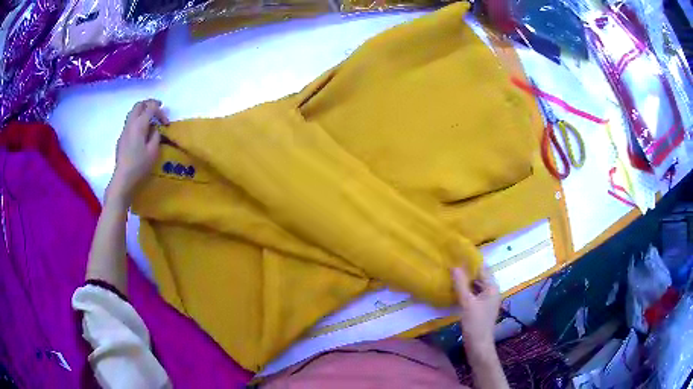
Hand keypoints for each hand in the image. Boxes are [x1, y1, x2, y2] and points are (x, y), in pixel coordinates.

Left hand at [109, 99, 168, 203]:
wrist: (123, 179)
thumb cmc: (139, 166)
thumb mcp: (153, 151)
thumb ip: (156, 136)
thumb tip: (154, 129)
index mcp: (139, 125)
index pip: (151, 108)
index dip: (160, 111)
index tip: (166, 122)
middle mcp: (130, 124)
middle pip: (139, 105)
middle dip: (149, 104)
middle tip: (158, 108)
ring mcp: (124, 131)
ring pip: (132, 113)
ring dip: (142, 112)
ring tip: (150, 119)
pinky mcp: (121, 139)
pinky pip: (130, 123)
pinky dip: (137, 121)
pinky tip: (141, 132)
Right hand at [452, 267, 500, 353]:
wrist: (479, 345)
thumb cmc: (475, 323)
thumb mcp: (467, 303)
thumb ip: (461, 285)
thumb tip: (454, 267)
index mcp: (492, 288)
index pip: (482, 269)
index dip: (471, 263)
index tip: (458, 256)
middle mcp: (492, 292)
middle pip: (480, 277)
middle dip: (467, 272)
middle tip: (451, 264)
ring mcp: (487, 301)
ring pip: (476, 286)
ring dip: (466, 282)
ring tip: (451, 275)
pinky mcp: (481, 308)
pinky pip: (474, 295)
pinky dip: (466, 291)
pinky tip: (455, 291)